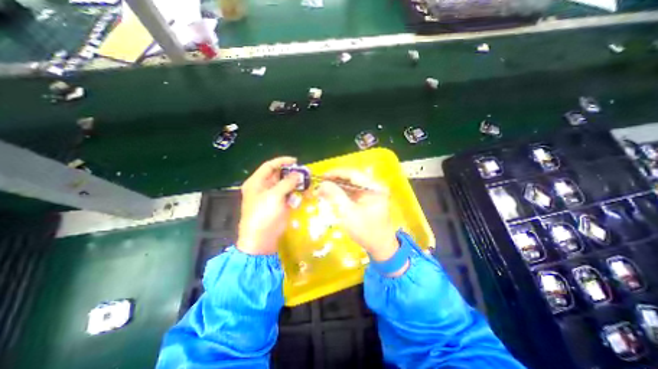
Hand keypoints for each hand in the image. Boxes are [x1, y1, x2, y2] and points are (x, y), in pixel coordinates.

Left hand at [237, 156, 301, 255]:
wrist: (261, 240)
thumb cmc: (264, 215)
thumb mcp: (274, 196)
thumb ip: (287, 182)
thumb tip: (299, 174)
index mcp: (257, 182)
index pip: (270, 166)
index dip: (282, 161)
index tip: (296, 161)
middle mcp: (264, 187)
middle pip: (279, 175)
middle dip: (292, 173)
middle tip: (306, 173)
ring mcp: (272, 196)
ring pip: (285, 185)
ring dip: (296, 183)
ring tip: (307, 183)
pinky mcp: (279, 204)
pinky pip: (289, 194)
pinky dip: (296, 193)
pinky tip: (304, 194)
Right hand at [316, 171, 398, 263]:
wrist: (380, 247)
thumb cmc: (366, 231)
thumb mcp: (348, 212)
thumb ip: (335, 195)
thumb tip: (323, 184)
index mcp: (375, 187)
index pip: (353, 174)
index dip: (336, 173)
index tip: (322, 176)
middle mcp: (375, 186)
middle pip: (352, 178)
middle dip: (336, 180)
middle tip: (321, 182)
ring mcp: (372, 192)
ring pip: (352, 185)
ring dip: (338, 186)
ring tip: (323, 188)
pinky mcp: (368, 199)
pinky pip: (353, 192)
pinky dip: (342, 192)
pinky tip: (332, 194)